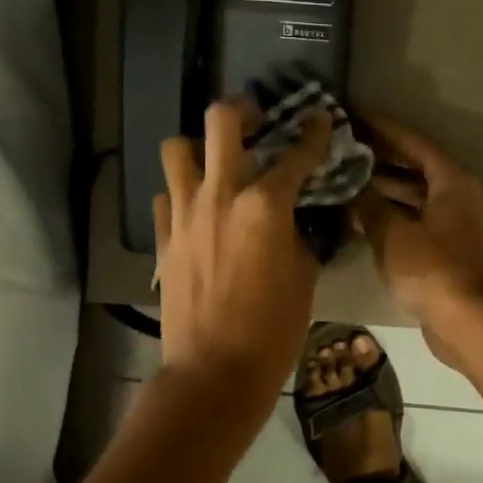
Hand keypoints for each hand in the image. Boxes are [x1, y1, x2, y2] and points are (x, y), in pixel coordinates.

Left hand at [155, 101, 332, 420]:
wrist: (214, 372)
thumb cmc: (274, 329)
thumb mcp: (305, 276)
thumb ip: (298, 235)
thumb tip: (293, 219)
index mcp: (265, 205)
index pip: (296, 153)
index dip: (313, 132)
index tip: (320, 118)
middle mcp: (221, 195)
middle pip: (221, 121)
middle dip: (243, 110)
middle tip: (256, 120)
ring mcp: (184, 214)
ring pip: (177, 148)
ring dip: (200, 147)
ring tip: (217, 162)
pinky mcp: (162, 238)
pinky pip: (166, 195)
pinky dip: (183, 192)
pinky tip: (199, 208)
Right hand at [352, 111, 482, 364]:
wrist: (472, 324)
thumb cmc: (433, 270)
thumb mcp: (392, 233)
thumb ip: (368, 203)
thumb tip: (348, 182)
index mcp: (451, 180)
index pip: (413, 142)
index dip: (382, 128)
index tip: (352, 116)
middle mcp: (457, 196)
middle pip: (414, 167)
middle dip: (379, 158)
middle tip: (341, 148)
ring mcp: (453, 225)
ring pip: (413, 196)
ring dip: (382, 189)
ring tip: (343, 180)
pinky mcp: (446, 251)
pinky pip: (413, 221)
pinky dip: (389, 216)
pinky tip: (358, 219)